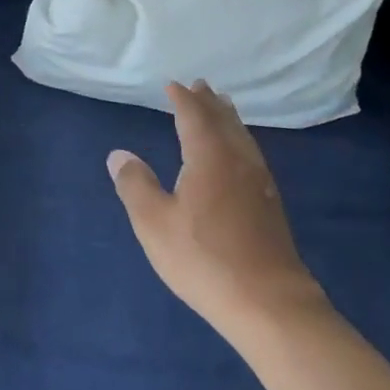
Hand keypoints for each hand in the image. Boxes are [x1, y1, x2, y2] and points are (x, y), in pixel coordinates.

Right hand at [108, 81, 325, 338]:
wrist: (269, 304)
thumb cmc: (204, 259)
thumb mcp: (154, 223)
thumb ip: (135, 185)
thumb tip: (119, 154)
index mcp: (209, 157)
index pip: (194, 116)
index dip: (182, 99)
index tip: (173, 85)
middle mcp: (237, 160)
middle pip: (224, 121)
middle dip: (209, 102)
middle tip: (201, 85)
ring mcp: (259, 183)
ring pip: (242, 137)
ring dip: (229, 119)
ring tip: (223, 108)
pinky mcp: (271, 205)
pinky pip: (252, 154)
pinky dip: (240, 140)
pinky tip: (240, 155)